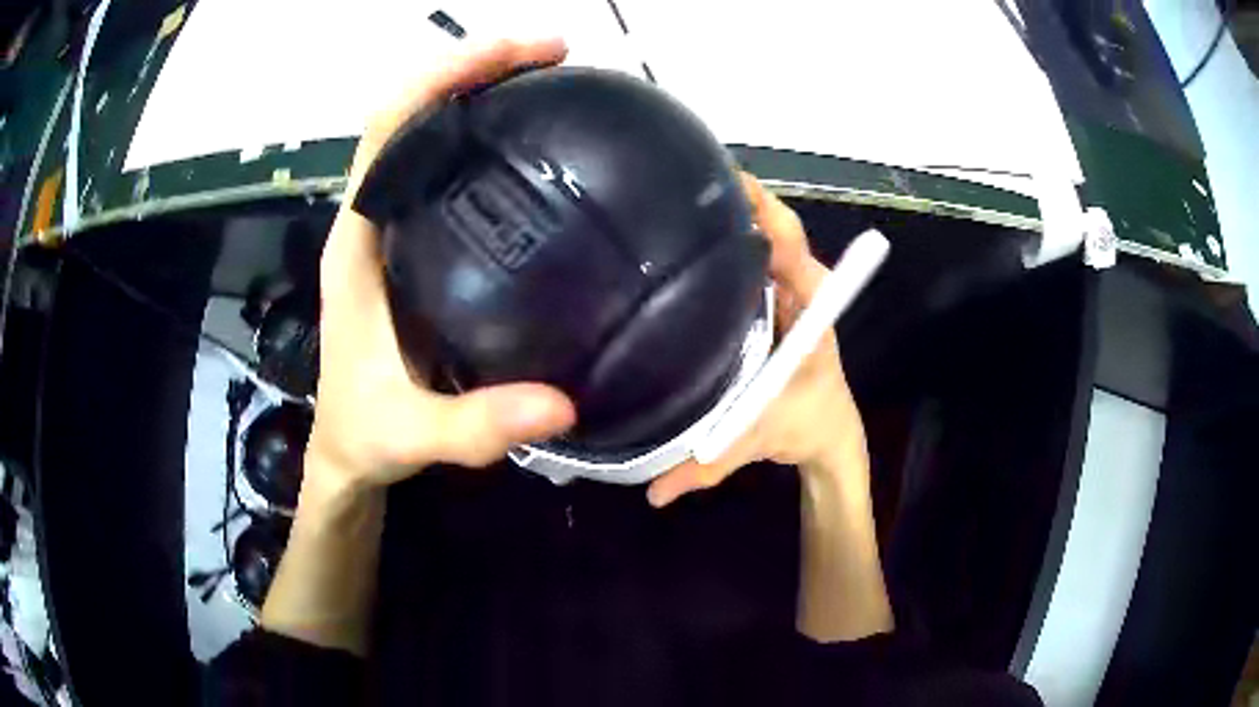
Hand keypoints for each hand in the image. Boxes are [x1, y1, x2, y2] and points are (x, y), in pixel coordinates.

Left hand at [306, 39, 576, 498]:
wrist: (347, 449)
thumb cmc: (364, 434)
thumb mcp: (409, 434)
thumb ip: (473, 426)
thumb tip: (562, 405)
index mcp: (356, 244)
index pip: (386, 131)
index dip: (441, 79)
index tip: (516, 54)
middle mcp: (371, 222)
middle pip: (409, 115)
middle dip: (472, 69)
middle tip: (553, 53)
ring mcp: (391, 231)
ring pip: (426, 135)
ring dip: (479, 93)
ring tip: (550, 78)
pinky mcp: (413, 247)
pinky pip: (443, 171)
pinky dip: (483, 137)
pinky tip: (531, 142)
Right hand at [647, 175, 869, 507]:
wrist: (828, 433)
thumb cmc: (807, 426)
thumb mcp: (759, 440)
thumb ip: (707, 467)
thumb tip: (651, 491)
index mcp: (810, 308)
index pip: (788, 243)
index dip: (758, 208)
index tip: (717, 182)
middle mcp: (799, 287)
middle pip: (766, 228)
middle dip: (724, 201)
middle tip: (662, 187)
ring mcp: (784, 287)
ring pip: (755, 239)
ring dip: (720, 218)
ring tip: (660, 204)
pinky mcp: (771, 295)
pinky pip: (745, 260)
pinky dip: (718, 245)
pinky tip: (675, 245)